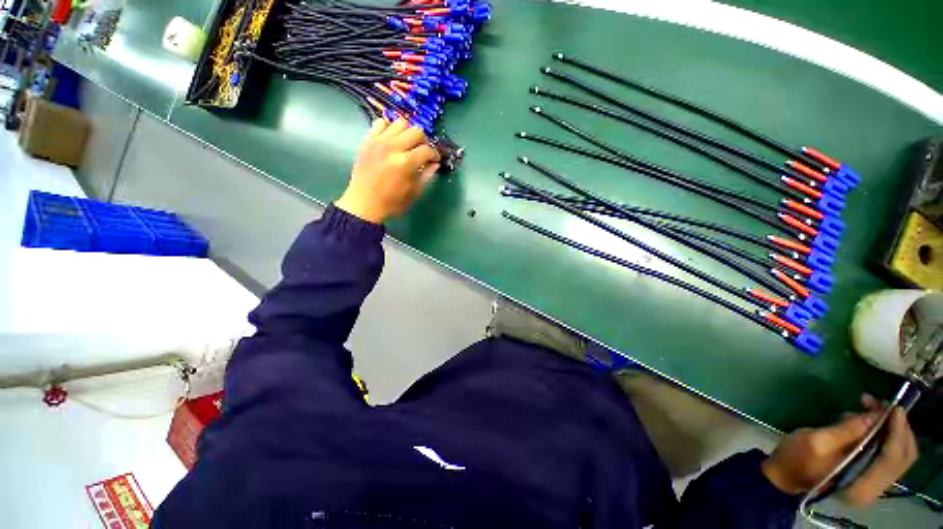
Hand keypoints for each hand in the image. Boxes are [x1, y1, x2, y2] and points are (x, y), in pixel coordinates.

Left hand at [335, 118, 440, 223]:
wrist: (364, 204)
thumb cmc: (392, 202)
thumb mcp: (414, 192)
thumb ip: (426, 176)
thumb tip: (435, 163)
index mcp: (405, 163)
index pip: (427, 150)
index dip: (435, 154)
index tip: (435, 159)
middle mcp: (393, 147)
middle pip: (416, 131)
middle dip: (424, 141)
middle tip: (423, 152)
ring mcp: (378, 141)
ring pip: (400, 122)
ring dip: (408, 132)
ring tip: (407, 144)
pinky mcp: (367, 140)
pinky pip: (380, 123)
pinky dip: (389, 128)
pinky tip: (392, 140)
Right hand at [761, 395, 917, 504]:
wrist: (784, 472)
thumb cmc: (795, 457)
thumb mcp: (816, 442)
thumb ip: (847, 431)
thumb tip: (875, 416)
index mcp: (862, 487)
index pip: (892, 459)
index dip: (897, 432)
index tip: (894, 408)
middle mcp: (876, 488)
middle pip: (903, 456)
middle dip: (898, 428)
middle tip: (884, 404)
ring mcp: (874, 482)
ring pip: (899, 452)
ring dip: (891, 427)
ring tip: (871, 406)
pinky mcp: (870, 473)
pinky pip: (888, 452)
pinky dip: (884, 433)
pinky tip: (866, 420)